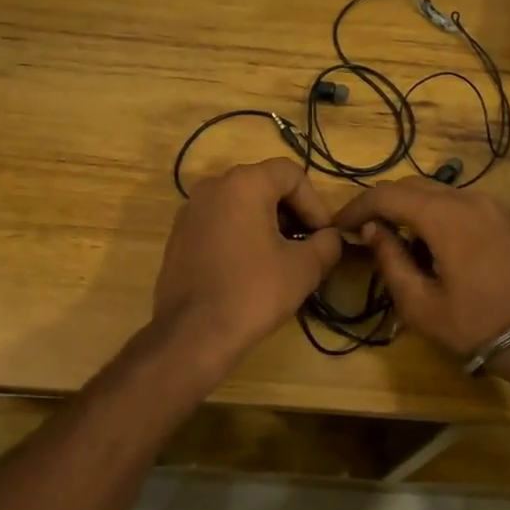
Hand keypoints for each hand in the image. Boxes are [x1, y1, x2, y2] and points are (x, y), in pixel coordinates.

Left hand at [153, 159, 341, 369]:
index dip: (315, 203)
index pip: (291, 174)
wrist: (192, 334)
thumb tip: (330, 238)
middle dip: (292, 213)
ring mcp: (190, 211)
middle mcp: (212, 187)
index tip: (322, 236)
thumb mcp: (305, 268)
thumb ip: (327, 243)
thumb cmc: (253, 292)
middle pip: (264, 185)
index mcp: (243, 183)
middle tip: (306, 247)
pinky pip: (220, 224)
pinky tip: (249, 270)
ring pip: (241, 205)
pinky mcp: (179, 236)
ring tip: (280, 260)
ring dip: (267, 225)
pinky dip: (241, 236)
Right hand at [332, 178, 509, 360]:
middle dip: (382, 204)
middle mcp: (467, 199)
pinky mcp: (507, 221)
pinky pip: (462, 206)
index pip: (386, 195)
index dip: (357, 206)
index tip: (338, 225)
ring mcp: (492, 207)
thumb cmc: (477, 324)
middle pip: (412, 187)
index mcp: (443, 216)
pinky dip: (438, 215)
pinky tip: (434, 244)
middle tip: (362, 229)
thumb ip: (390, 260)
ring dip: (411, 209)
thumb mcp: (421, 304)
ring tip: (395, 237)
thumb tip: (372, 230)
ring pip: (439, 193)